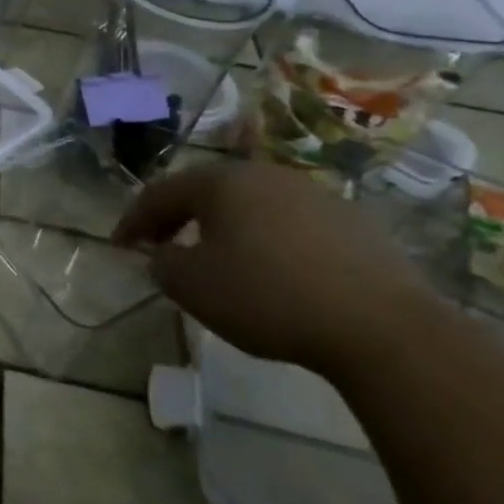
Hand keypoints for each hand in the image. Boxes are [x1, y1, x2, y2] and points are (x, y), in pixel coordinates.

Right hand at [112, 158, 432, 375]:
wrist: (384, 329)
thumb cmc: (269, 297)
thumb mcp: (193, 286)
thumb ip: (162, 264)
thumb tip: (163, 254)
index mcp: (220, 181)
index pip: (160, 193)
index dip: (133, 220)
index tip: (118, 246)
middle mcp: (264, 174)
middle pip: (206, 190)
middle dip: (177, 217)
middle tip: (160, 245)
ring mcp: (313, 194)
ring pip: (250, 203)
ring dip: (223, 226)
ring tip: (215, 257)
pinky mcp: (353, 222)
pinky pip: (289, 222)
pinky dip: (266, 239)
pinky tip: (271, 270)